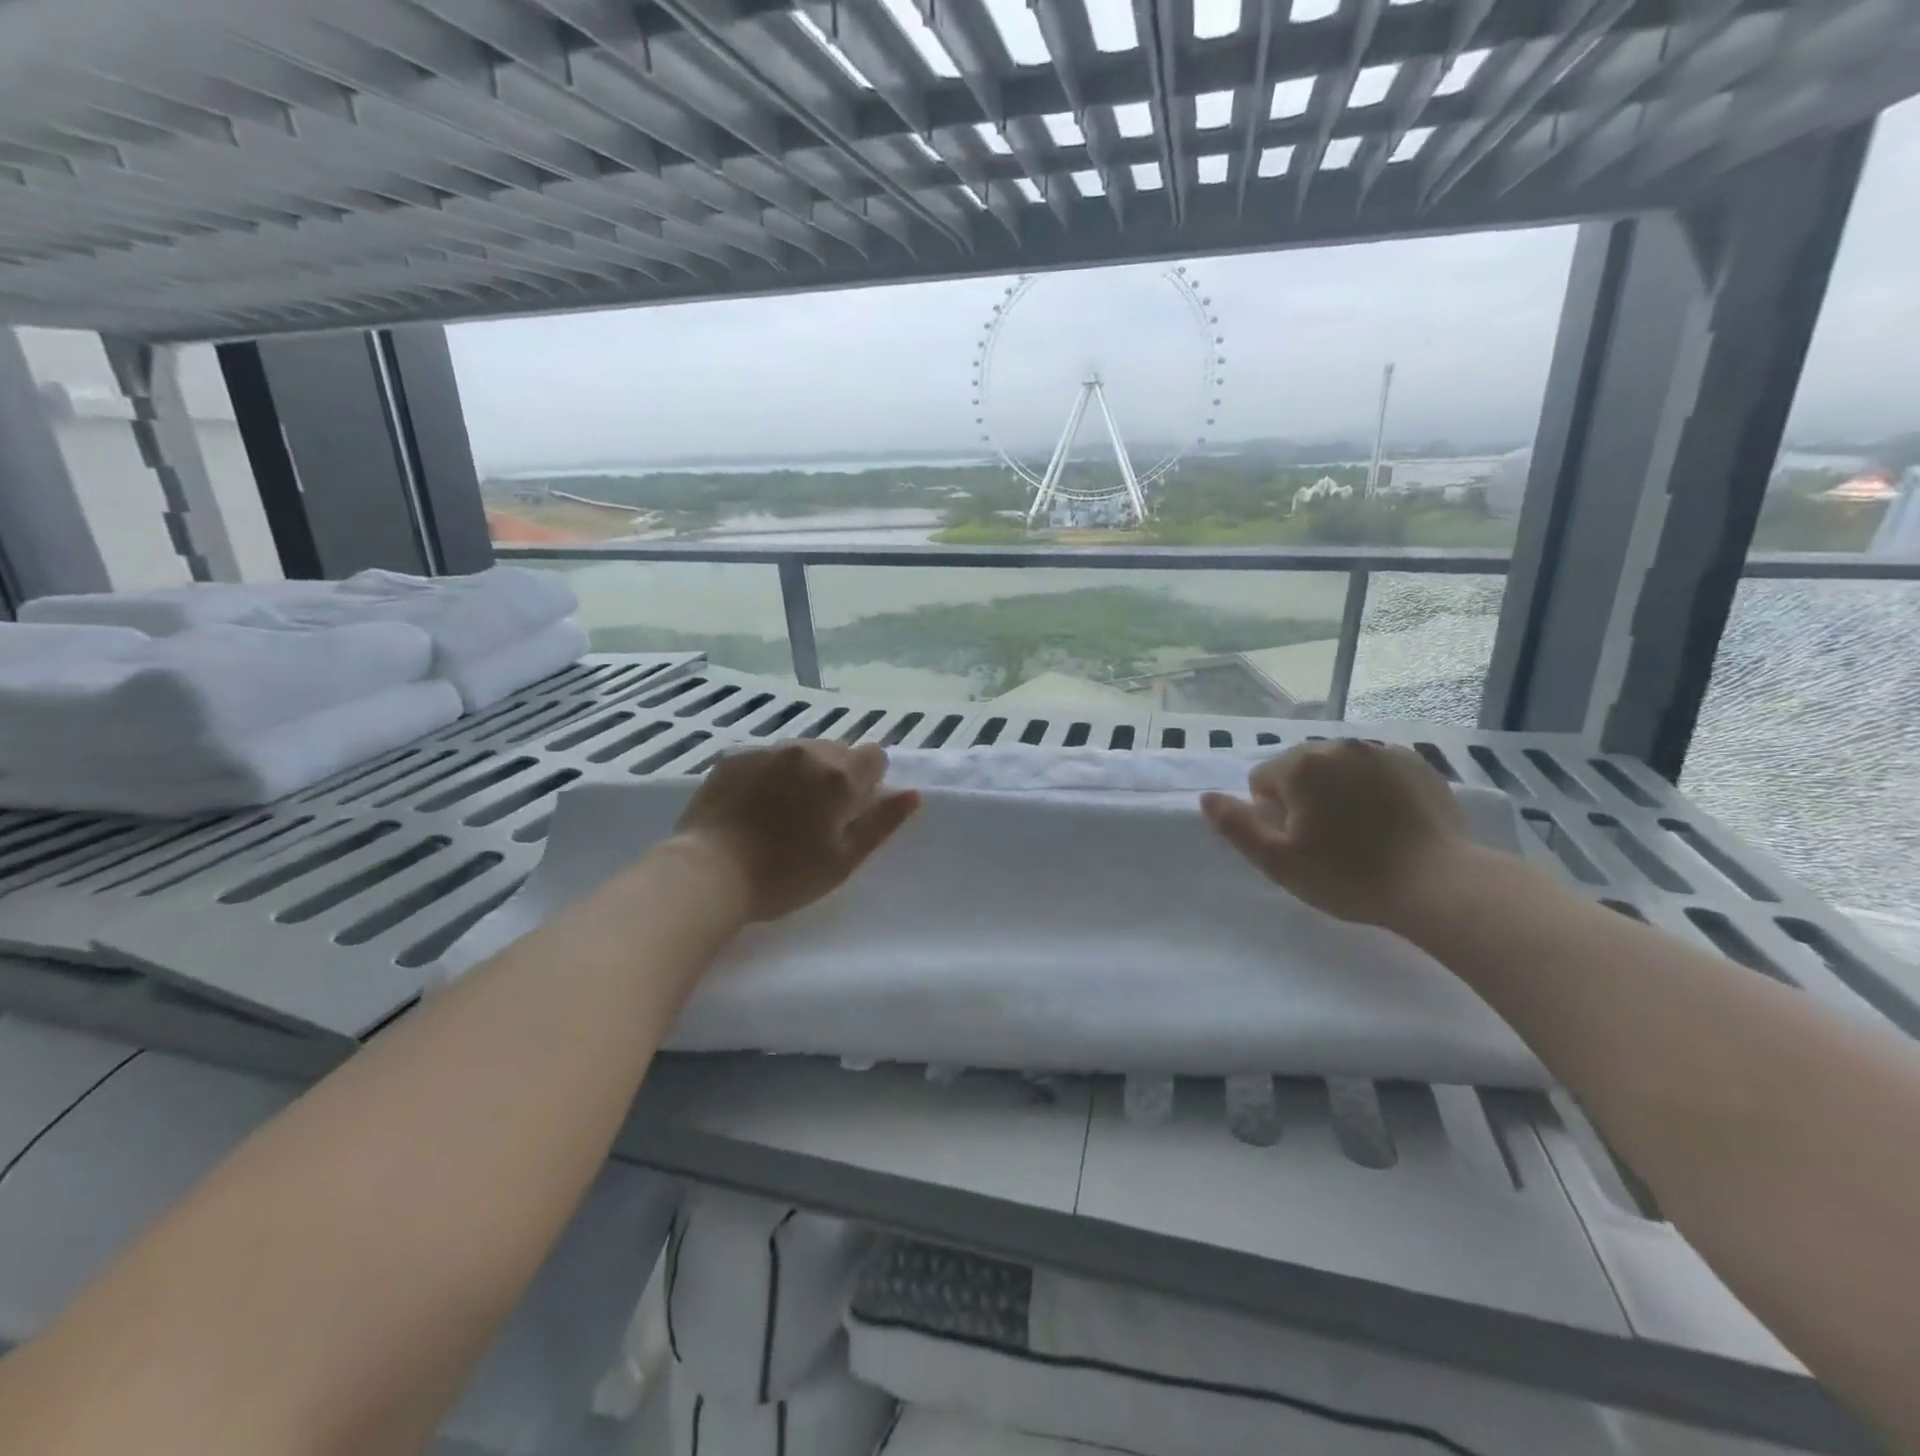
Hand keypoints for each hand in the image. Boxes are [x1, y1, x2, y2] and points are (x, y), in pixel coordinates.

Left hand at [671, 742, 920, 921]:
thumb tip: (912, 794)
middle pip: (838, 751)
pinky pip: (767, 756)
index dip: (870, 782)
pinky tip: (755, 805)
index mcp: (840, 777)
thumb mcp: (843, 860)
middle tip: (818, 816)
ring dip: (804, 771)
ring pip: (802, 751)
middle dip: (837, 775)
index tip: (853, 810)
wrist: (707, 873)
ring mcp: (768, 751)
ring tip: (784, 810)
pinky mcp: (735, 756)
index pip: (875, 756)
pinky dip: (771, 773)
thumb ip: (881, 823)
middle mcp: (808, 752)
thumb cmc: (784, 875)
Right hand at [1200, 740, 1476, 928]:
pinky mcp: (1417, 763)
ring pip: (1338, 768)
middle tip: (1328, 841)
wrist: (1440, 885)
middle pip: (1300, 769)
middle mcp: (1339, 746)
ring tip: (1361, 833)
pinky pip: (1375, 769)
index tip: (1300, 844)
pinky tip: (1389, 822)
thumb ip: (1235, 825)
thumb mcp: (1277, 861)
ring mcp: (1382, 751)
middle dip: (1304, 798)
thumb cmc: (1348, 876)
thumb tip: (1207, 797)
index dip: (1272, 816)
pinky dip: (1373, 788)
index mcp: (1301, 764)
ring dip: (1337, 791)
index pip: (1262, 781)